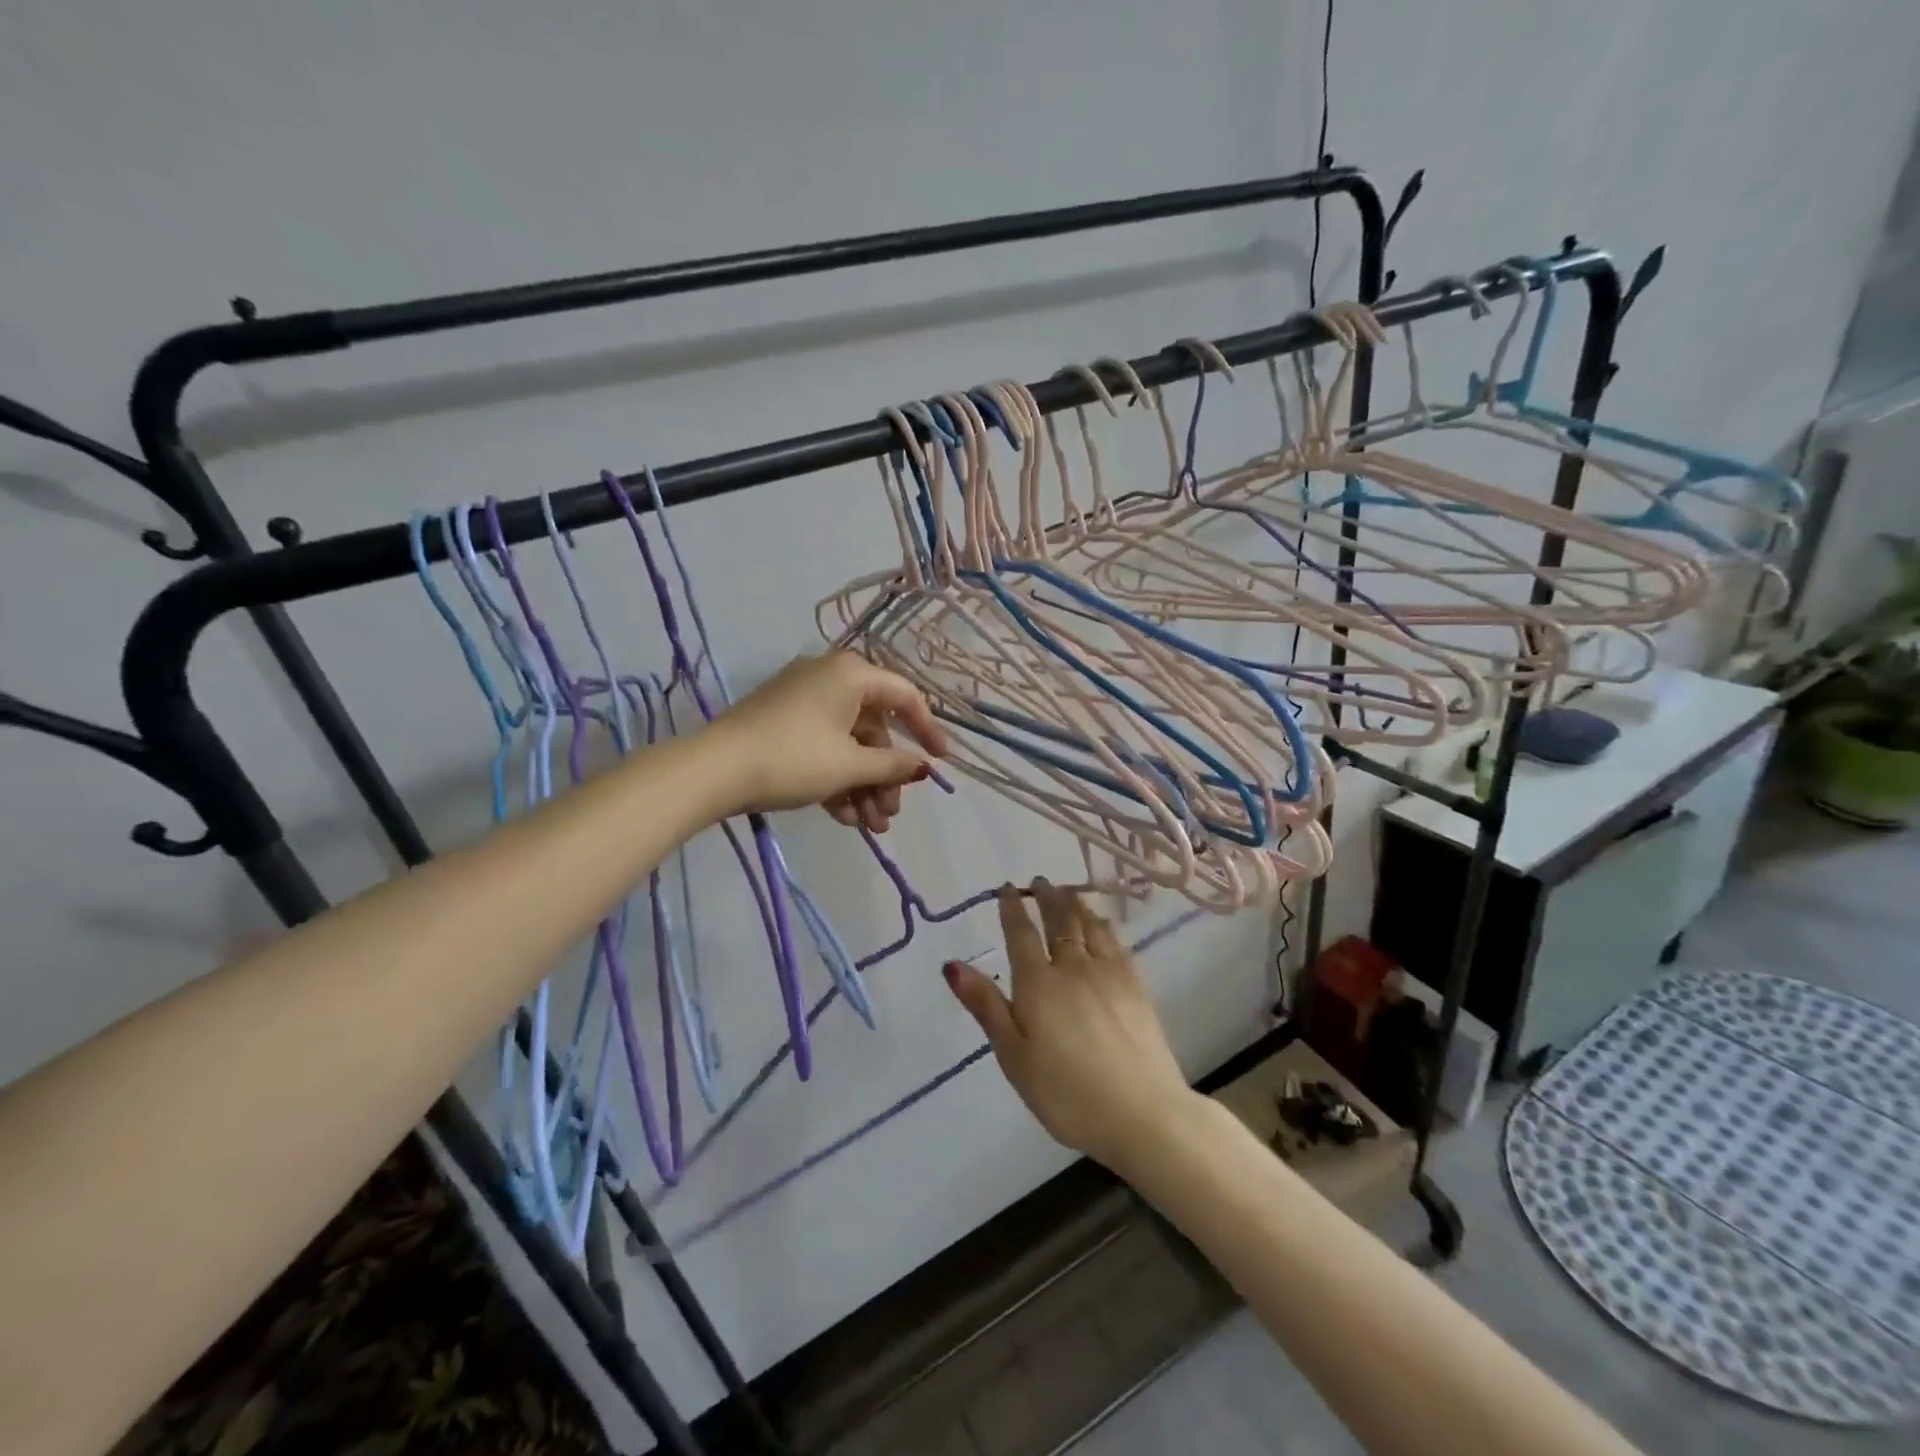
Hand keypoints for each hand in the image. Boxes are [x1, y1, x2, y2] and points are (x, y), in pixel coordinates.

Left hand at [706, 652, 947, 828]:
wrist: (713, 771)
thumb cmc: (793, 758)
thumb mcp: (850, 765)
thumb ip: (893, 765)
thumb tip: (922, 767)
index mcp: (850, 674)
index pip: (904, 697)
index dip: (927, 731)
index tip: (940, 763)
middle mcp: (829, 678)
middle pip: (874, 729)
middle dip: (885, 776)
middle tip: (890, 814)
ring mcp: (802, 702)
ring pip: (848, 744)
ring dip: (863, 786)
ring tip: (870, 827)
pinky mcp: (782, 724)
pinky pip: (823, 748)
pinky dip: (836, 780)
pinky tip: (844, 818)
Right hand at [944, 881, 1200, 1170]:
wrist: (1141, 1112)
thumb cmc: (1066, 1092)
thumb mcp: (1013, 1055)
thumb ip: (986, 1006)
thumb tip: (952, 964)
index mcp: (1037, 983)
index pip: (1020, 934)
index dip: (1011, 908)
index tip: (1007, 888)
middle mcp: (1072, 967)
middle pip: (1058, 921)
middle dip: (1047, 898)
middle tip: (1040, 881)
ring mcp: (1109, 974)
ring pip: (1089, 926)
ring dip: (1076, 904)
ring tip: (1069, 891)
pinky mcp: (1136, 987)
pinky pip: (1116, 943)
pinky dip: (1105, 926)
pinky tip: (1104, 925)